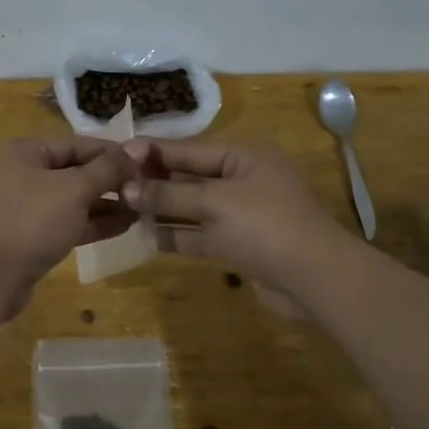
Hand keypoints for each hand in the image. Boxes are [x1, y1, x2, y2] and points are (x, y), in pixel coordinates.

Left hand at [0, 137, 138, 311]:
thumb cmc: (32, 221)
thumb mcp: (74, 189)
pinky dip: (92, 223)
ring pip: (71, 199)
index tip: (146, 162)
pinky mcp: (29, 236)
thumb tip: (137, 149)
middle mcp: (20, 173)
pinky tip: (124, 226)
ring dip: (106, 203)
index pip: (76, 143)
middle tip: (147, 187)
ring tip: (142, 208)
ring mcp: (23, 207)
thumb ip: (107, 168)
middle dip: (111, 180)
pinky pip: (65, 222)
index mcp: (23, 151)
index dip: (112, 152)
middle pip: (74, 170)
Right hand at [120, 139, 354, 299]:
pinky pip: (202, 235)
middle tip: (114, 183)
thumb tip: (126, 189)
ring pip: (194, 208)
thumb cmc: (264, 226)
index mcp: (244, 157)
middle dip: (155, 181)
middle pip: (190, 177)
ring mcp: (242, 215)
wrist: (314, 278)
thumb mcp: (214, 203)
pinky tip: (148, 236)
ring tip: (123, 209)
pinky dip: (178, 235)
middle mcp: (243, 181)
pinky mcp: (239, 245)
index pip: (190, 149)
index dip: (154, 152)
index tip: (118, 152)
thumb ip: (168, 195)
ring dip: (163, 209)